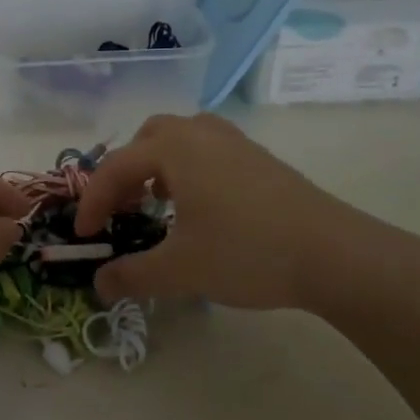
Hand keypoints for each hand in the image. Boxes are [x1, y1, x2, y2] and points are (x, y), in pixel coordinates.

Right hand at [74, 113, 390, 311]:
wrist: (335, 255)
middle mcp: (201, 134)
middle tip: (122, 209)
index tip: (84, 236)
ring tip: (159, 202)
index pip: (115, 168)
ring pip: (181, 138)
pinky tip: (200, 206)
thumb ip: (132, 275)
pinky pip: (208, 149)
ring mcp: (235, 143)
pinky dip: (189, 168)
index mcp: (174, 149)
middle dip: (125, 172)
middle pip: (147, 138)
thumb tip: (99, 285)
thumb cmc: (247, 253)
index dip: (92, 202)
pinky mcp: (260, 159)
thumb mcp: (180, 270)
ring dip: (158, 165)